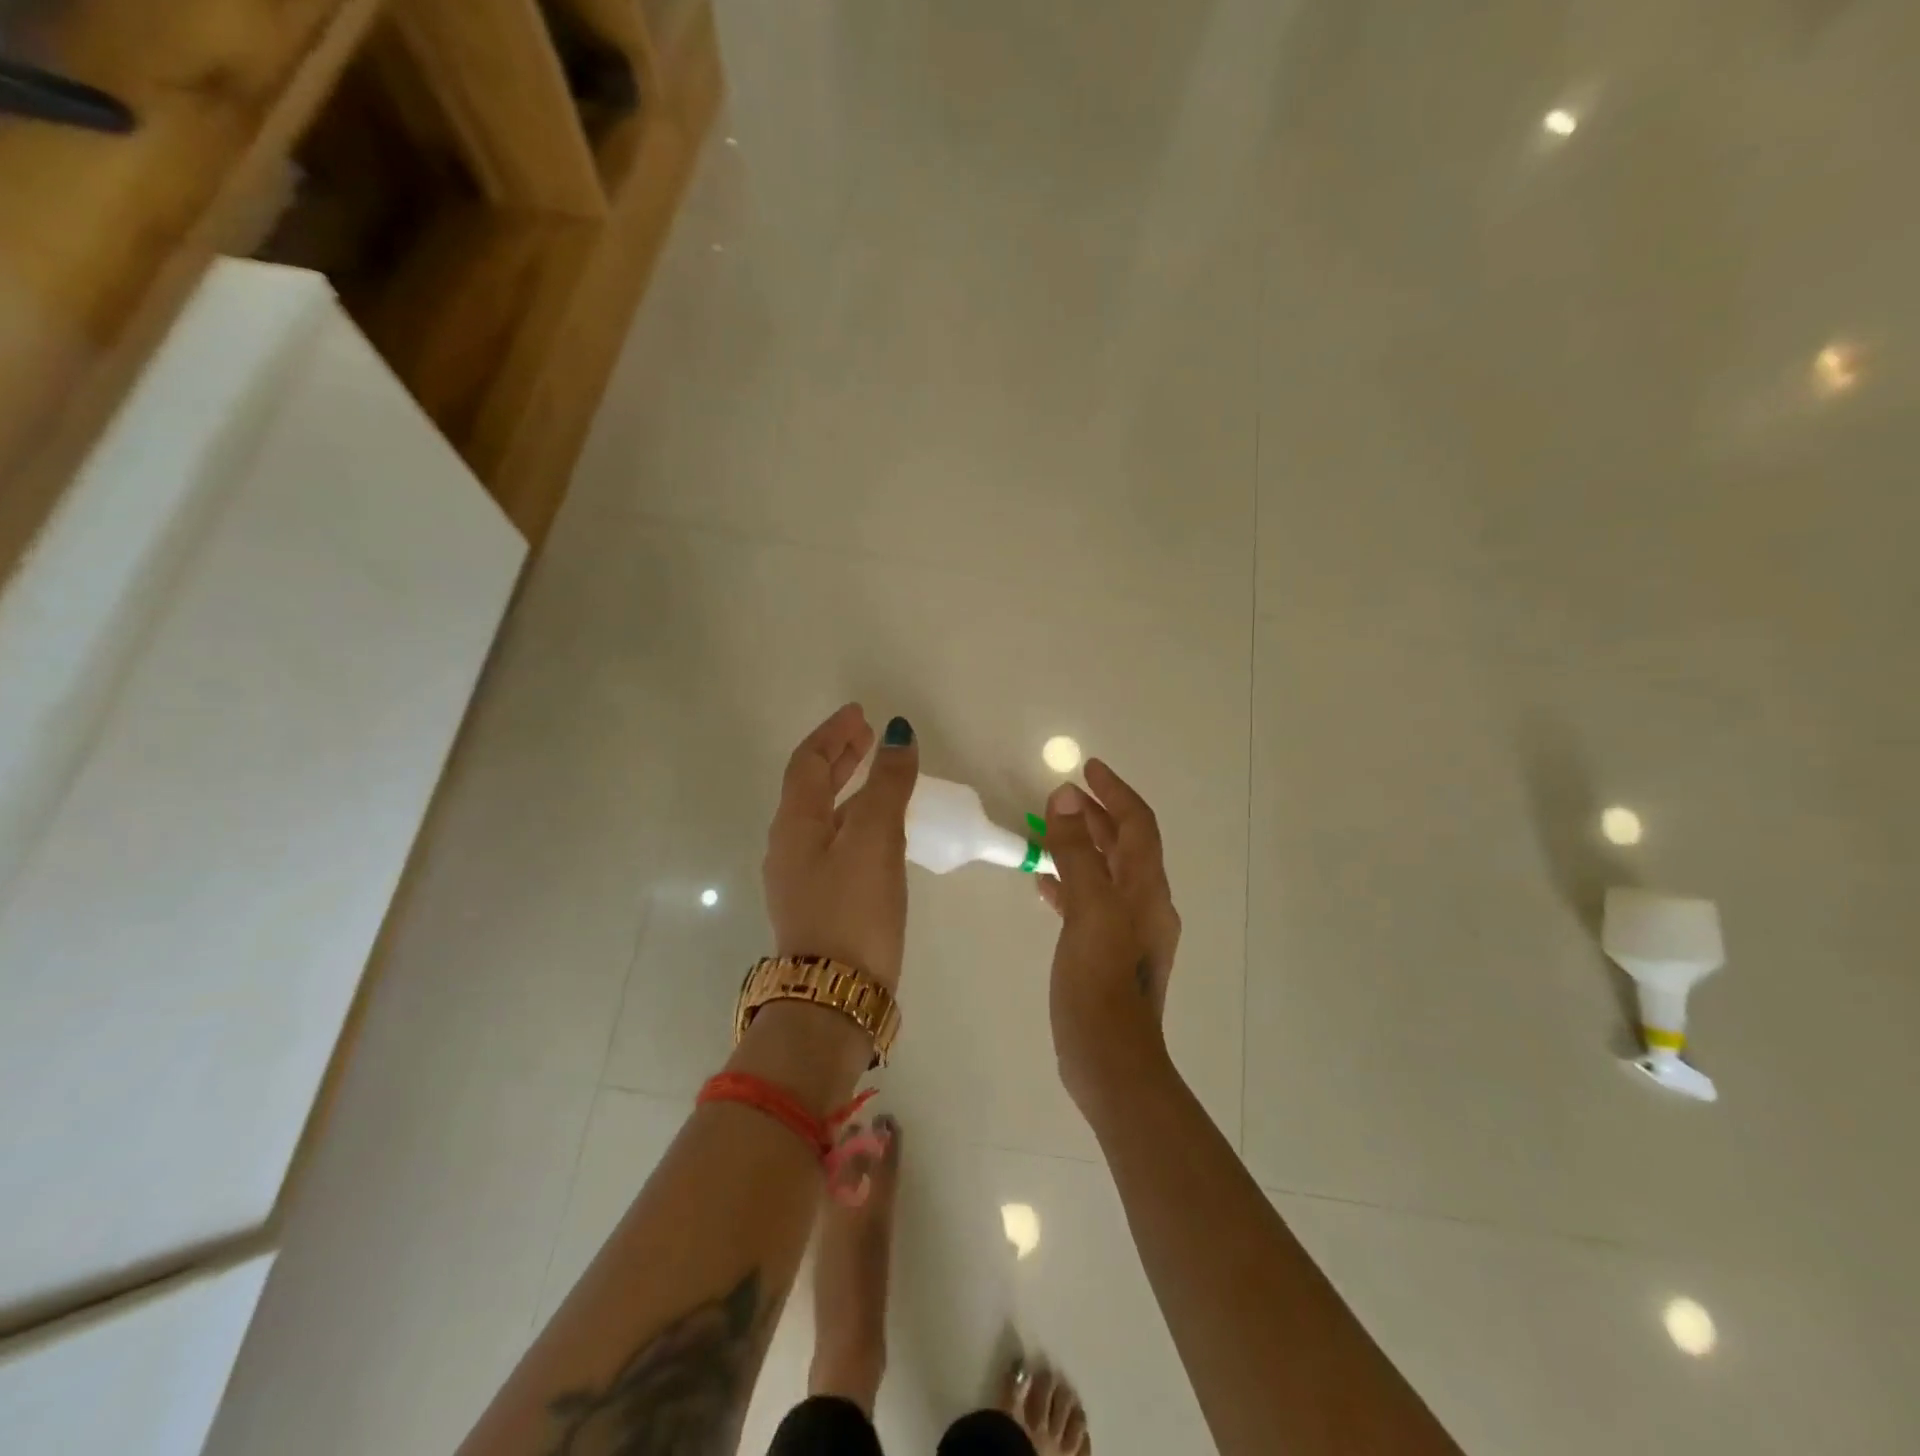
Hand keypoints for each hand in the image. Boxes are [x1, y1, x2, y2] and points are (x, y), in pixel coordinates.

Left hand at [763, 704, 919, 989]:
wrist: (834, 996)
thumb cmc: (853, 910)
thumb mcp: (875, 839)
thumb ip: (888, 786)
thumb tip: (899, 735)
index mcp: (794, 824)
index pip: (808, 762)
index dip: (834, 733)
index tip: (861, 714)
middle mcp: (789, 845)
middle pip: (810, 786)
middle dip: (839, 757)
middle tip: (869, 737)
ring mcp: (800, 877)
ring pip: (823, 816)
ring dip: (848, 788)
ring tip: (880, 777)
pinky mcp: (818, 902)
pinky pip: (833, 843)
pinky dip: (854, 820)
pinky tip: (879, 832)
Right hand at [1038, 760, 1182, 1110]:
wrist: (1111, 1062)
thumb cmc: (1100, 982)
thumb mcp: (1088, 910)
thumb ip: (1077, 853)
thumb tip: (1066, 798)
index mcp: (1146, 889)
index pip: (1138, 824)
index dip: (1115, 791)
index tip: (1088, 767)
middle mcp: (1145, 904)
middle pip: (1125, 845)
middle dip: (1097, 814)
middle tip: (1063, 794)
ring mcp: (1128, 932)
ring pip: (1107, 872)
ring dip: (1082, 846)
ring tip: (1048, 830)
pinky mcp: (1108, 954)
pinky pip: (1091, 902)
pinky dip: (1071, 883)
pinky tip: (1044, 886)